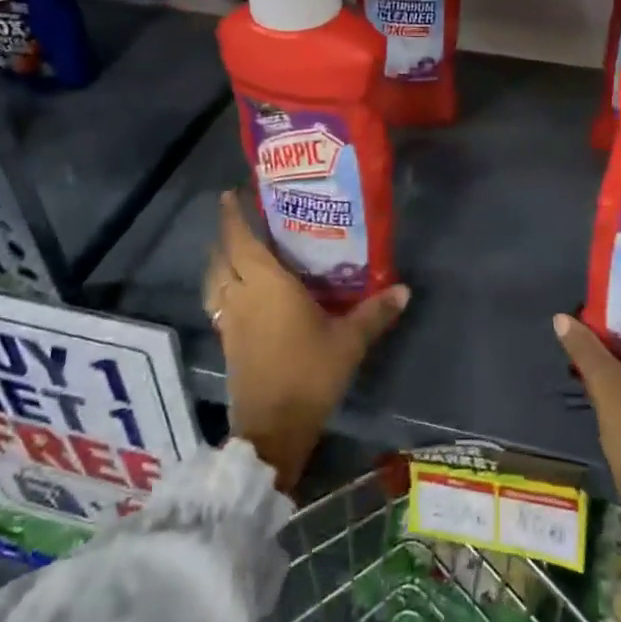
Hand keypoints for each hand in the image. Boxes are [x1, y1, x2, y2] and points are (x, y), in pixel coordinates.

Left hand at [204, 191, 409, 492]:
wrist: (273, 428)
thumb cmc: (310, 373)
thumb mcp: (349, 341)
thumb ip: (375, 313)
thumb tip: (404, 290)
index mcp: (266, 284)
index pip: (241, 240)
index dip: (233, 215)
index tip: (232, 193)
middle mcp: (241, 296)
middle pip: (222, 257)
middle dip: (226, 234)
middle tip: (244, 219)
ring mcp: (230, 321)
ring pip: (215, 281)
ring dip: (221, 262)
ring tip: (238, 252)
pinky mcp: (228, 343)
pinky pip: (219, 302)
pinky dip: (224, 288)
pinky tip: (242, 293)